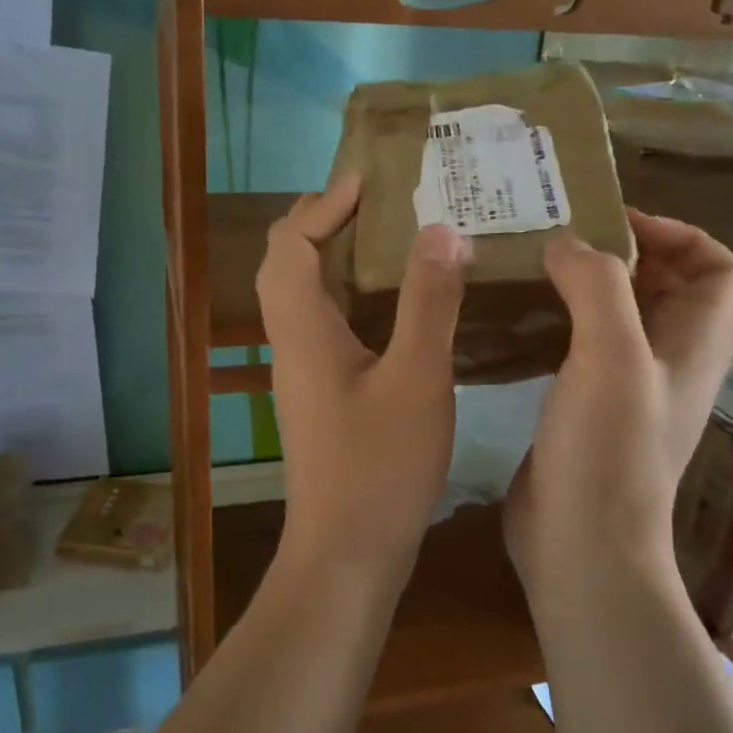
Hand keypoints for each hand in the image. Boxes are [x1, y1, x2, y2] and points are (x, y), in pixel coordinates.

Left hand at [257, 174, 470, 574]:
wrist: (347, 554)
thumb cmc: (379, 467)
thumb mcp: (417, 378)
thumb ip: (429, 301)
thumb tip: (440, 230)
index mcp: (303, 327)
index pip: (292, 241)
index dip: (325, 202)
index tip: (374, 178)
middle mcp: (292, 340)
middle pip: (292, 261)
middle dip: (332, 221)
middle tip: (390, 203)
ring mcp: (304, 369)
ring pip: (310, 293)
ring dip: (346, 258)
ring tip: (404, 239)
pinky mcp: (322, 393)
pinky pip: (330, 324)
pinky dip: (358, 297)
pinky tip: (406, 304)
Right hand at [504, 210, 732, 590]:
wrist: (580, 542)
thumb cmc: (607, 449)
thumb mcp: (611, 354)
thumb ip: (596, 285)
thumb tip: (566, 243)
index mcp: (693, 344)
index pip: (713, 266)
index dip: (674, 233)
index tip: (611, 222)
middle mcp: (666, 361)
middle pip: (660, 286)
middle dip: (617, 252)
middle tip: (555, 232)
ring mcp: (624, 388)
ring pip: (614, 316)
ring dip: (581, 285)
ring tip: (529, 264)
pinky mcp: (584, 408)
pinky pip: (578, 348)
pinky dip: (556, 321)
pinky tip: (515, 317)